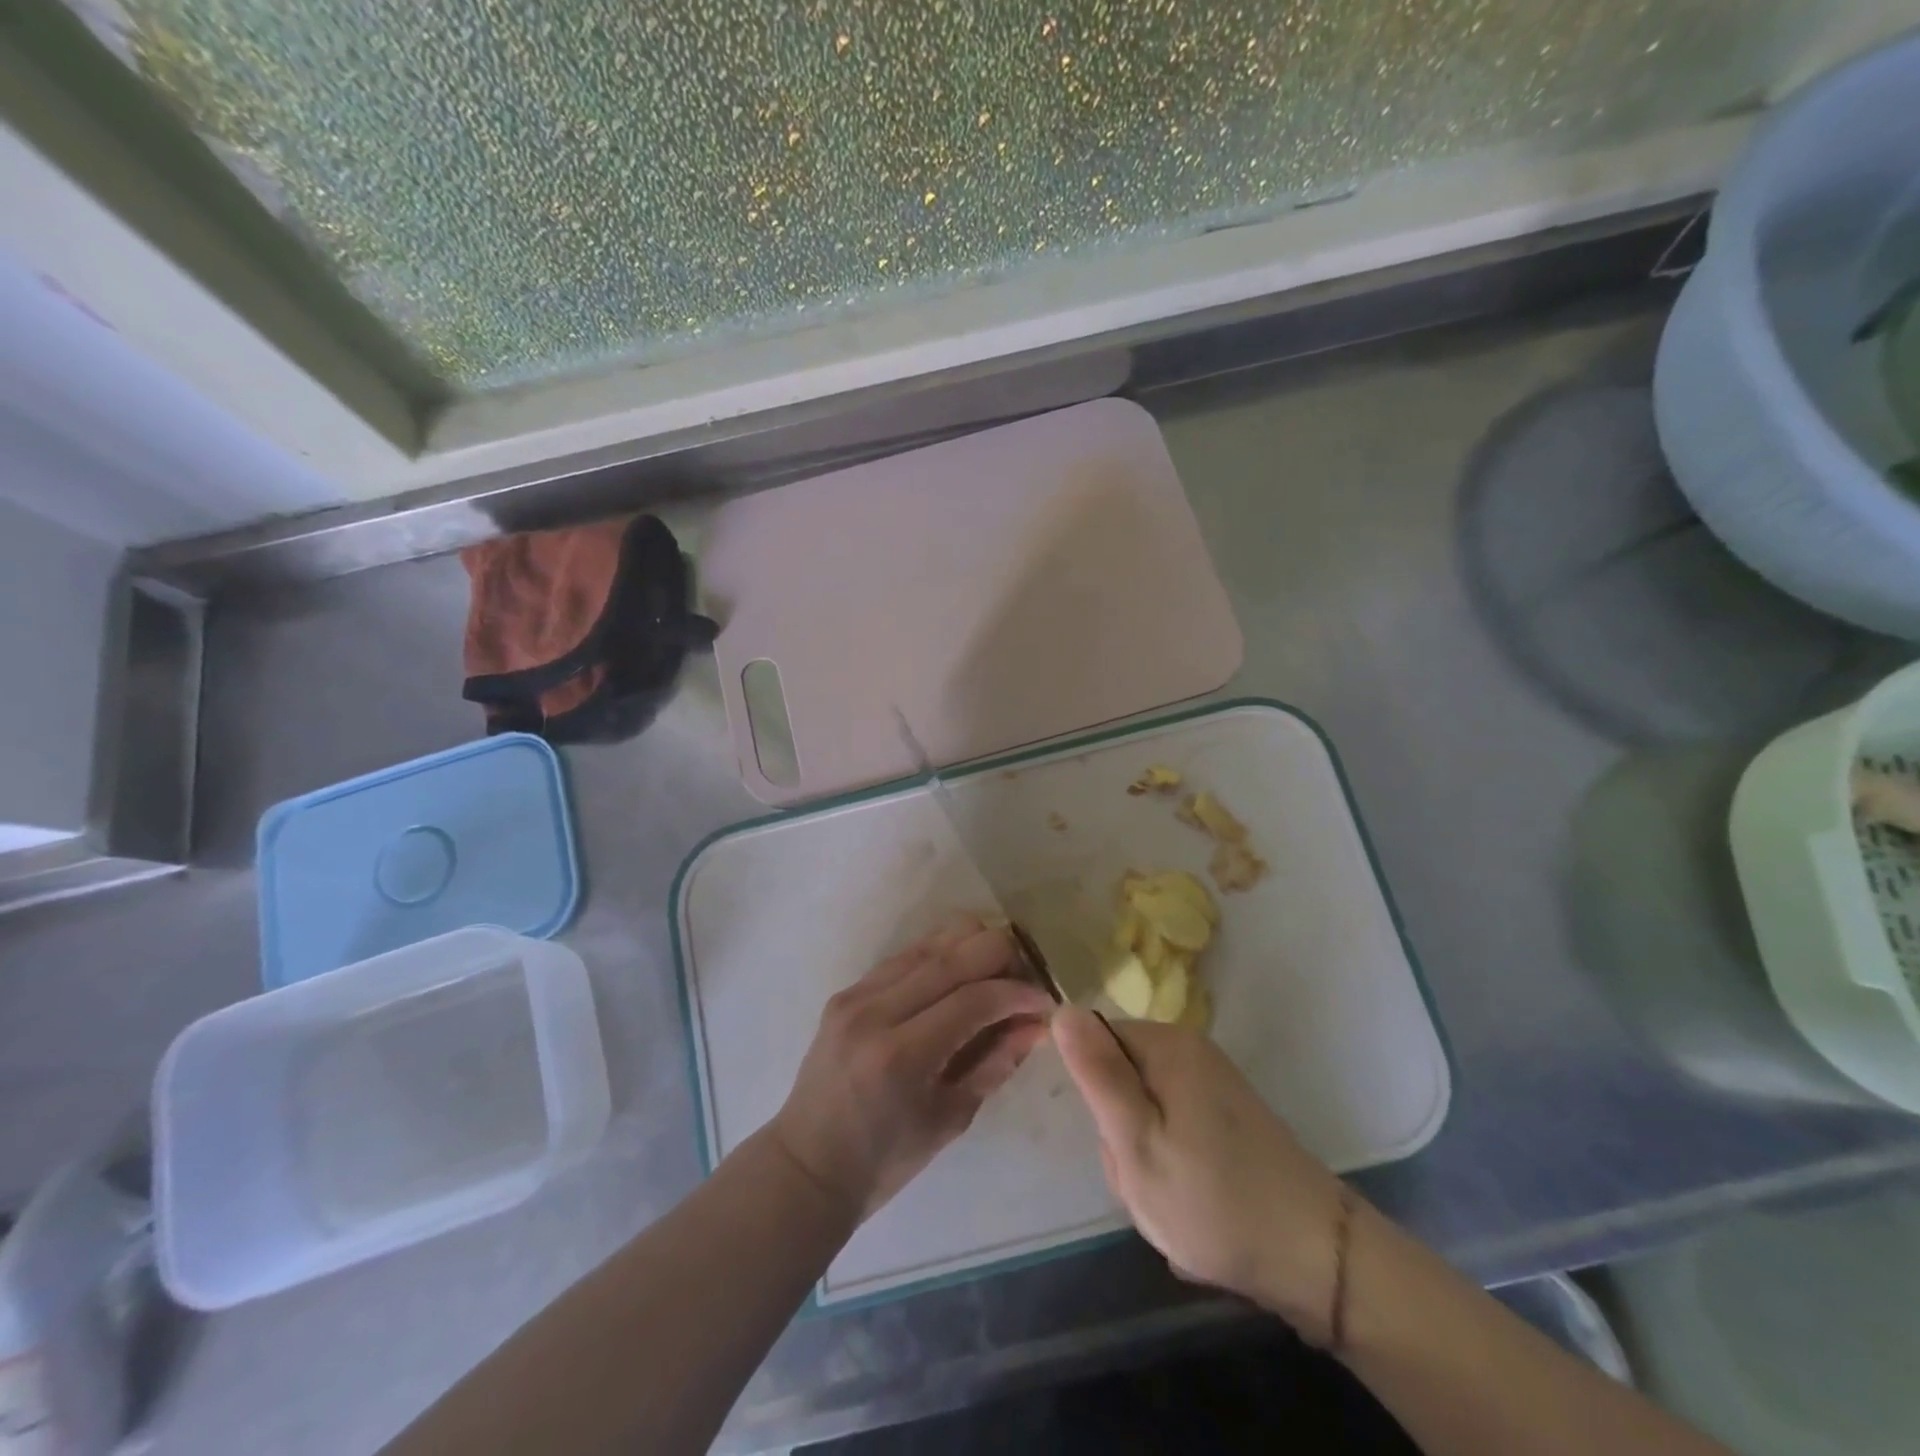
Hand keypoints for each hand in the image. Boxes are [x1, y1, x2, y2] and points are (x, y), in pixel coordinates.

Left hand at [770, 916, 1052, 1222]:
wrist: (807, 1164)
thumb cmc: (884, 1161)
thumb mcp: (951, 1119)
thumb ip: (996, 1062)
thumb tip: (1037, 1022)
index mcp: (900, 1056)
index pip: (973, 998)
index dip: (1018, 992)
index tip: (1045, 1000)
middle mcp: (875, 1012)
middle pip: (954, 954)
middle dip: (1001, 956)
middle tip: (1024, 979)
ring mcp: (856, 995)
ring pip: (930, 942)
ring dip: (972, 948)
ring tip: (996, 974)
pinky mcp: (848, 990)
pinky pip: (906, 956)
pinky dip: (941, 957)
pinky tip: (959, 978)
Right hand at [1053, 1007, 1348, 1340]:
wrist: (1316, 1257)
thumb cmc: (1214, 1201)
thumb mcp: (1138, 1143)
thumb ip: (1098, 1075)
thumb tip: (1062, 1008)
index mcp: (1167, 1046)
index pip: (1094, 1044)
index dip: (1093, 1096)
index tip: (1113, 1141)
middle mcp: (1190, 1051)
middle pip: (1118, 1077)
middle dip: (1118, 1133)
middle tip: (1144, 1179)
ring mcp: (1211, 1083)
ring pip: (1142, 1109)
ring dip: (1142, 1156)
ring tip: (1169, 1197)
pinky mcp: (1225, 1115)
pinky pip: (1171, 1126)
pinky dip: (1170, 1164)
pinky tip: (1190, 1200)